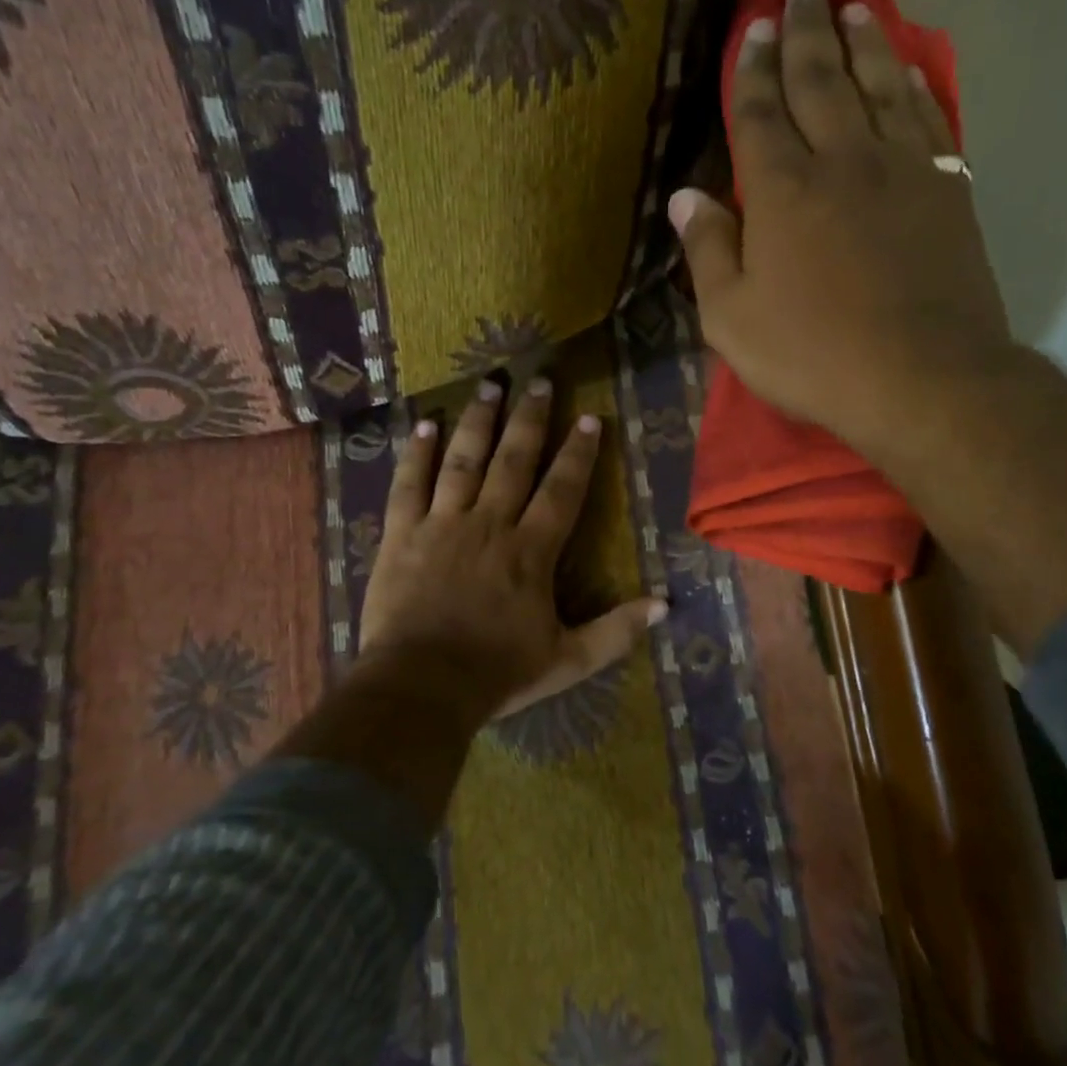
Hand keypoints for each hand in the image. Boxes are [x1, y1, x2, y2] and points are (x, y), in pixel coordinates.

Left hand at [356, 376, 665, 730]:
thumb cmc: (497, 673)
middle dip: (531, 418)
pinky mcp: (402, 534)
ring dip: (479, 420)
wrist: (421, 686)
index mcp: (531, 551)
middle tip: (541, 380)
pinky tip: (424, 423)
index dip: (578, 453)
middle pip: (514, 460)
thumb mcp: (568, 660)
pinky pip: (410, 484)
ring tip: (490, 385)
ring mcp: (442, 524)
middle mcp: (490, 524)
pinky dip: (417, 452)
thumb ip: (616, 631)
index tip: (589, 417)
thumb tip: (665, 605)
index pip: (562, 490)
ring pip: (464, 460)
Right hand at [669, 0, 1014, 464]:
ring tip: (853, 6)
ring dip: (864, 42)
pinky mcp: (948, 190)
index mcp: (782, 190)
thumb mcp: (732, 319)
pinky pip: (929, 119)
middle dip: (806, 32)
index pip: (759, 112)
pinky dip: (916, 86)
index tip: (751, 29)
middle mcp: (843, 160)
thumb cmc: (812, 355)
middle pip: (821, 80)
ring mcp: (902, 169)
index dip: (751, 69)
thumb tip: (684, 197)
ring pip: (880, 85)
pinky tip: (909, 69)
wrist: (921, 378)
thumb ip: (707, 252)